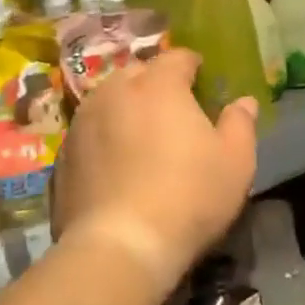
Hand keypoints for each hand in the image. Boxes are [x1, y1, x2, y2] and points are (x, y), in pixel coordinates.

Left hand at [50, 49, 257, 293]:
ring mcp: (82, 123)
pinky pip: (89, 134)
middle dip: (155, 83)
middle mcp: (114, 92)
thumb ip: (240, 123)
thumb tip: (243, 102)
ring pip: (107, 101)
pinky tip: (116, 167)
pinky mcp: (61, 157)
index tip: (202, 79)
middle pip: (137, 73)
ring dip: (125, 109)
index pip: (177, 57)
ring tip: (141, 136)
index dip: (192, 65)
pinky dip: (104, 139)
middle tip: (174, 109)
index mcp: (158, 85)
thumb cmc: (190, 195)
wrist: (120, 246)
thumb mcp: (236, 161)